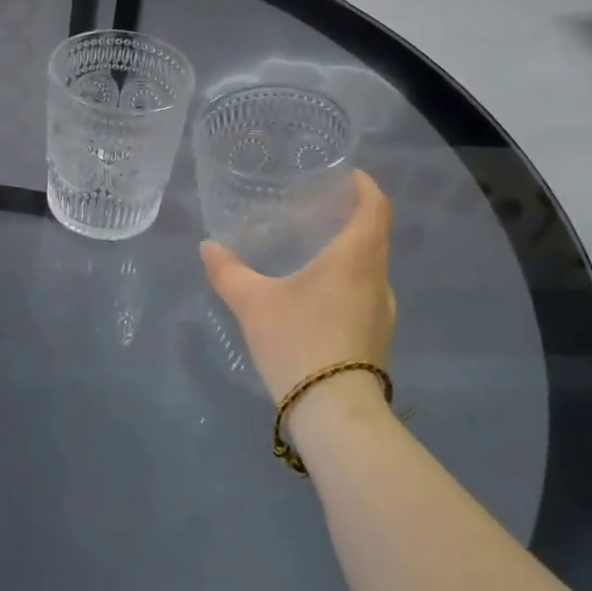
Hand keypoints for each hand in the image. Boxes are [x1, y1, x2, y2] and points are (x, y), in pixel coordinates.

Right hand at [200, 170, 396, 401]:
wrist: (335, 415)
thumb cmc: (299, 342)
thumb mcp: (253, 304)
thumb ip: (229, 272)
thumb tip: (208, 246)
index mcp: (356, 258)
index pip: (375, 207)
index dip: (365, 185)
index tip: (346, 174)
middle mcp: (378, 279)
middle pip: (374, 235)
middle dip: (350, 217)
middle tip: (315, 209)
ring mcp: (382, 312)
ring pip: (369, 268)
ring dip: (348, 252)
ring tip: (312, 250)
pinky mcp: (376, 338)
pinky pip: (364, 293)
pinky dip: (346, 280)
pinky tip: (315, 295)